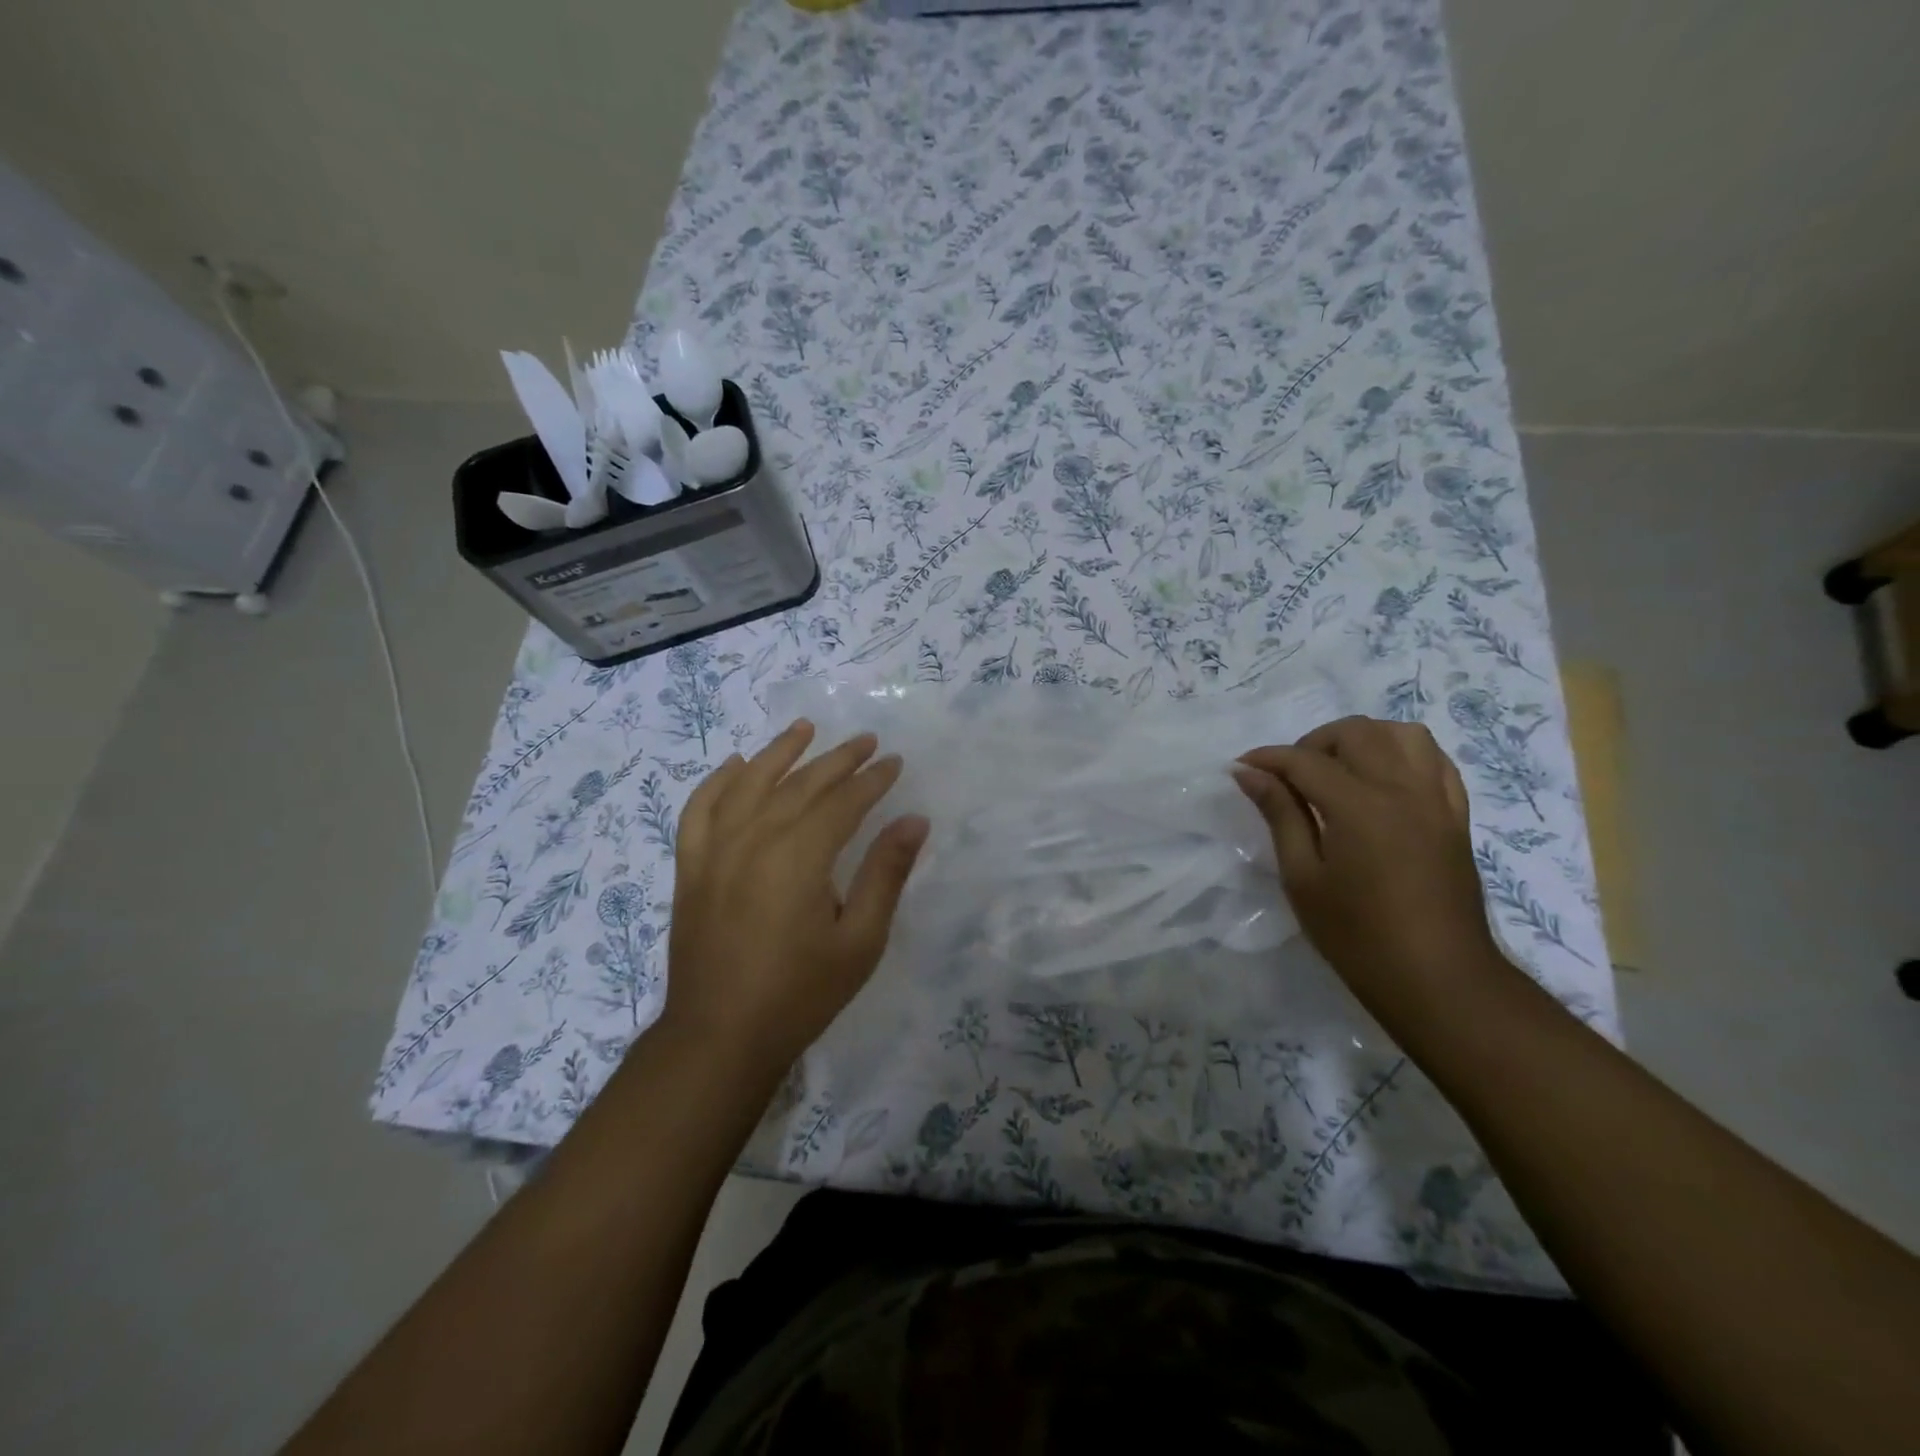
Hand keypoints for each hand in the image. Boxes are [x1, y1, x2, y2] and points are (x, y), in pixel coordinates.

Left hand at [662, 719, 928, 1076]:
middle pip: (800, 785)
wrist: (719, 1037)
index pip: (842, 802)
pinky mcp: (691, 867)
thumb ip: (886, 874)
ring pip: (749, 784)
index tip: (895, 762)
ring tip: (805, 729)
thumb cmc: (800, 993)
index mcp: (798, 857)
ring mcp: (714, 851)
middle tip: (867, 741)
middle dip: (838, 760)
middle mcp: (753, 840)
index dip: (872, 780)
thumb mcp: (860, 941)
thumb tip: (914, 821)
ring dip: (779, 752)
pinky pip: (700, 809)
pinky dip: (718, 782)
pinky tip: (736, 765)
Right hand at [1232, 716, 1507, 1012]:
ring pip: (1402, 734)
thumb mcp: (1303, 878)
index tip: (1240, 768)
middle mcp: (1402, 789)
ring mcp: (1436, 799)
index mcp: (1360, 807)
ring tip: (1337, 770)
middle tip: (1289, 776)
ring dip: (1362, 739)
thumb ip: (1280, 815)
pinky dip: (1403, 754)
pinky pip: (1435, 761)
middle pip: (1356, 733)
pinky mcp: (1456, 815)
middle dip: (1313, 743)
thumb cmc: (1357, 936)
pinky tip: (1381, 778)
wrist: (1438, 979)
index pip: (1305, 761)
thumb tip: (1250, 774)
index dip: (1267, 759)